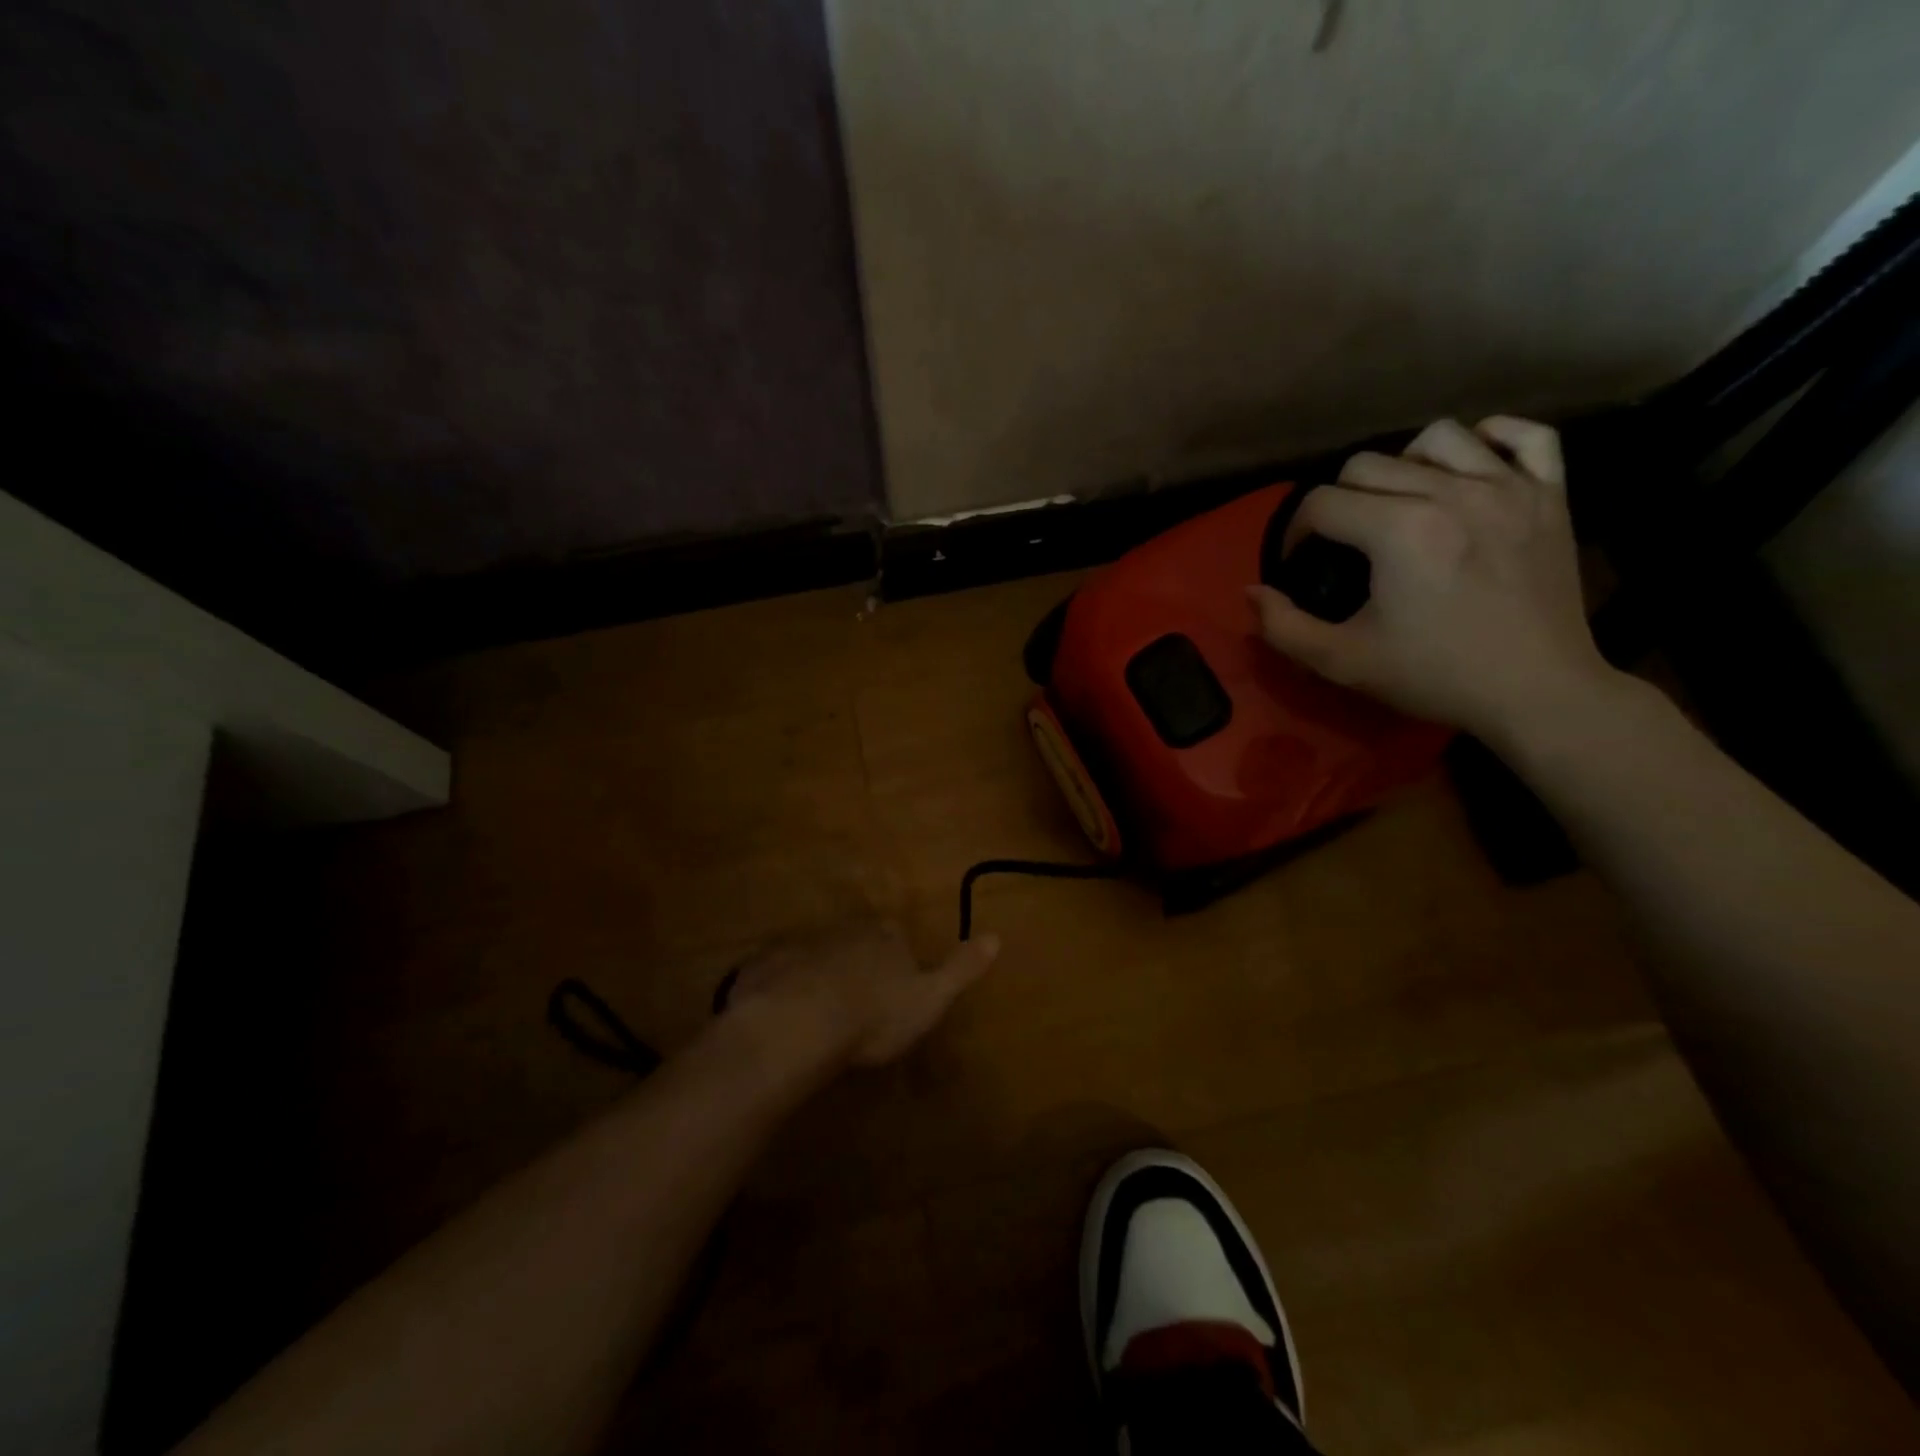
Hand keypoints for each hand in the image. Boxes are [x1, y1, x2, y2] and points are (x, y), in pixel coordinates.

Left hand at [721, 922, 1000, 1069]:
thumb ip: (961, 967)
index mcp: (885, 936)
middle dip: (857, 962)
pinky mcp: (766, 965)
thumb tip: (996, 935)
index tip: (894, 986)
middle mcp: (844, 930)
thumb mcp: (930, 997)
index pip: (896, 935)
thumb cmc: (875, 1014)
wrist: (800, 1022)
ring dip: (819, 975)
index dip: (897, 958)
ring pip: (817, 955)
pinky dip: (783, 986)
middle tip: (856, 1001)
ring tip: (819, 1012)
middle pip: (855, 941)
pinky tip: (782, 1015)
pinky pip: (779, 972)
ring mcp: (802, 944)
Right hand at [1247, 416, 1616, 743]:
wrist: (1536, 692)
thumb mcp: (1341, 661)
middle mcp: (1452, 492)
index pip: (1321, 503)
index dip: (1296, 532)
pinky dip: (1492, 439)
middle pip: (1367, 464)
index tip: (1299, 563)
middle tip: (1341, 542)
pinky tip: (1470, 465)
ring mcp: (1509, 487)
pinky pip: (1526, 435)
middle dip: (1338, 500)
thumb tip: (1253, 591)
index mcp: (1398, 530)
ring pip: (1438, 438)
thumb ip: (1283, 626)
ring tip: (1399, 502)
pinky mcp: (1551, 495)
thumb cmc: (1435, 675)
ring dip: (1403, 464)